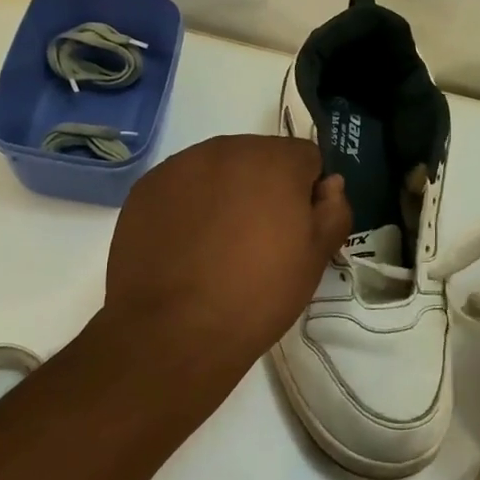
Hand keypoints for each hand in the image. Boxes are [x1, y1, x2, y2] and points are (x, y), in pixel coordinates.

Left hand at [99, 135, 349, 386]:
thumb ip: (334, 211)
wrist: (175, 330)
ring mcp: (179, 166)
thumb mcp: (315, 259)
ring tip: (219, 245)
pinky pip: (181, 187)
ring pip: (218, 170)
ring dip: (226, 194)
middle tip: (259, 240)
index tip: (298, 229)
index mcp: (274, 160)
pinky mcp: (146, 189)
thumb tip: (330, 185)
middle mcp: (226, 149)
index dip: (308, 193)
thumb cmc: (258, 294)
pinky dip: (189, 206)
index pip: (306, 158)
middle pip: (259, 158)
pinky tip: (187, 247)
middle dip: (265, 188)